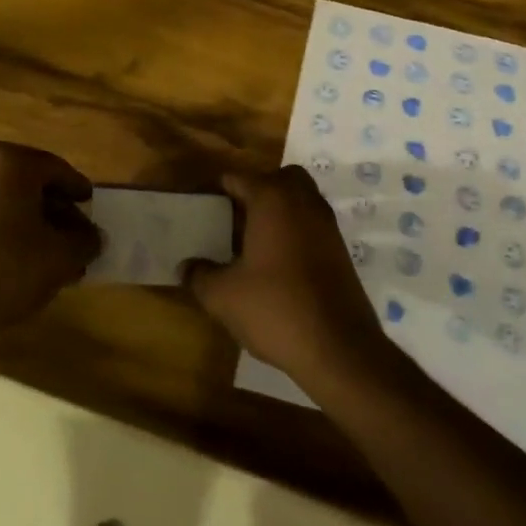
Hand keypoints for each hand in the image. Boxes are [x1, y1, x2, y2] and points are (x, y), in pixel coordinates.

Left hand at [0, 143, 101, 342]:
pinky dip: (9, 231)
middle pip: (32, 184)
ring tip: (55, 255)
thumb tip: (92, 237)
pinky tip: (25, 260)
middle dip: (57, 210)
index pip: (57, 169)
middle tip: (76, 235)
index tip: (92, 206)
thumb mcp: (63, 255)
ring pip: (9, 202)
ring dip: (34, 223)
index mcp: (10, 162)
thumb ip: (86, 240)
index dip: (78, 190)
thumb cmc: (10, 268)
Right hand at [181, 166, 386, 389]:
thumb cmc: (275, 308)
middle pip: (278, 178)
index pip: (238, 178)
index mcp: (272, 199)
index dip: (216, 190)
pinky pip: (312, 224)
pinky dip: (295, 231)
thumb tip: (185, 267)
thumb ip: (200, 276)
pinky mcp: (340, 249)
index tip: (200, 207)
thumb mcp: (224, 296)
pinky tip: (276, 264)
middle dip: (256, 190)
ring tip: (252, 243)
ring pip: (300, 199)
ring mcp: (326, 224)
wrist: (339, 347)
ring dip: (278, 211)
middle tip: (234, 218)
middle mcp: (303, 201)